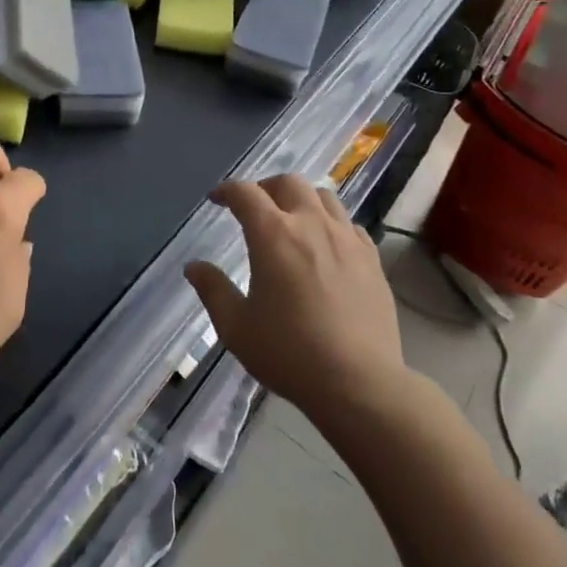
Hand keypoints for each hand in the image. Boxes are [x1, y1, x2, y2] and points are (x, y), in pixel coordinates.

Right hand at [185, 175, 403, 420]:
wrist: (359, 383)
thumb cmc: (289, 354)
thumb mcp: (236, 327)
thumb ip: (212, 290)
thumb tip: (194, 267)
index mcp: (273, 235)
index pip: (245, 193)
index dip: (226, 191)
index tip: (216, 199)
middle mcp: (311, 224)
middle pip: (288, 183)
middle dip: (265, 187)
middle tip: (254, 207)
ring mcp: (346, 238)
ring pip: (324, 196)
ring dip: (301, 200)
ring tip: (292, 221)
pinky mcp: (372, 258)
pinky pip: (349, 224)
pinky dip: (331, 223)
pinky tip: (326, 246)